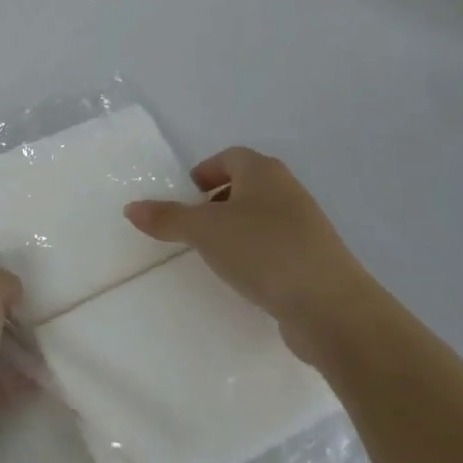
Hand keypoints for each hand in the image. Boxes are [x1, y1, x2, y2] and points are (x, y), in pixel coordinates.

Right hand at [123, 147, 376, 364]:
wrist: (331, 306)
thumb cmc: (263, 251)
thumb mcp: (204, 231)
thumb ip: (167, 217)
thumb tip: (131, 207)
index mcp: (264, 172)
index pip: (231, 157)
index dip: (206, 171)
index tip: (187, 195)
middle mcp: (288, 191)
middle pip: (247, 185)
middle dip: (218, 200)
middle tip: (194, 224)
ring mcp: (306, 226)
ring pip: (262, 216)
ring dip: (237, 228)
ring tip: (214, 253)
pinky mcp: (315, 259)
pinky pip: (276, 245)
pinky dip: (256, 253)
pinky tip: (244, 277)